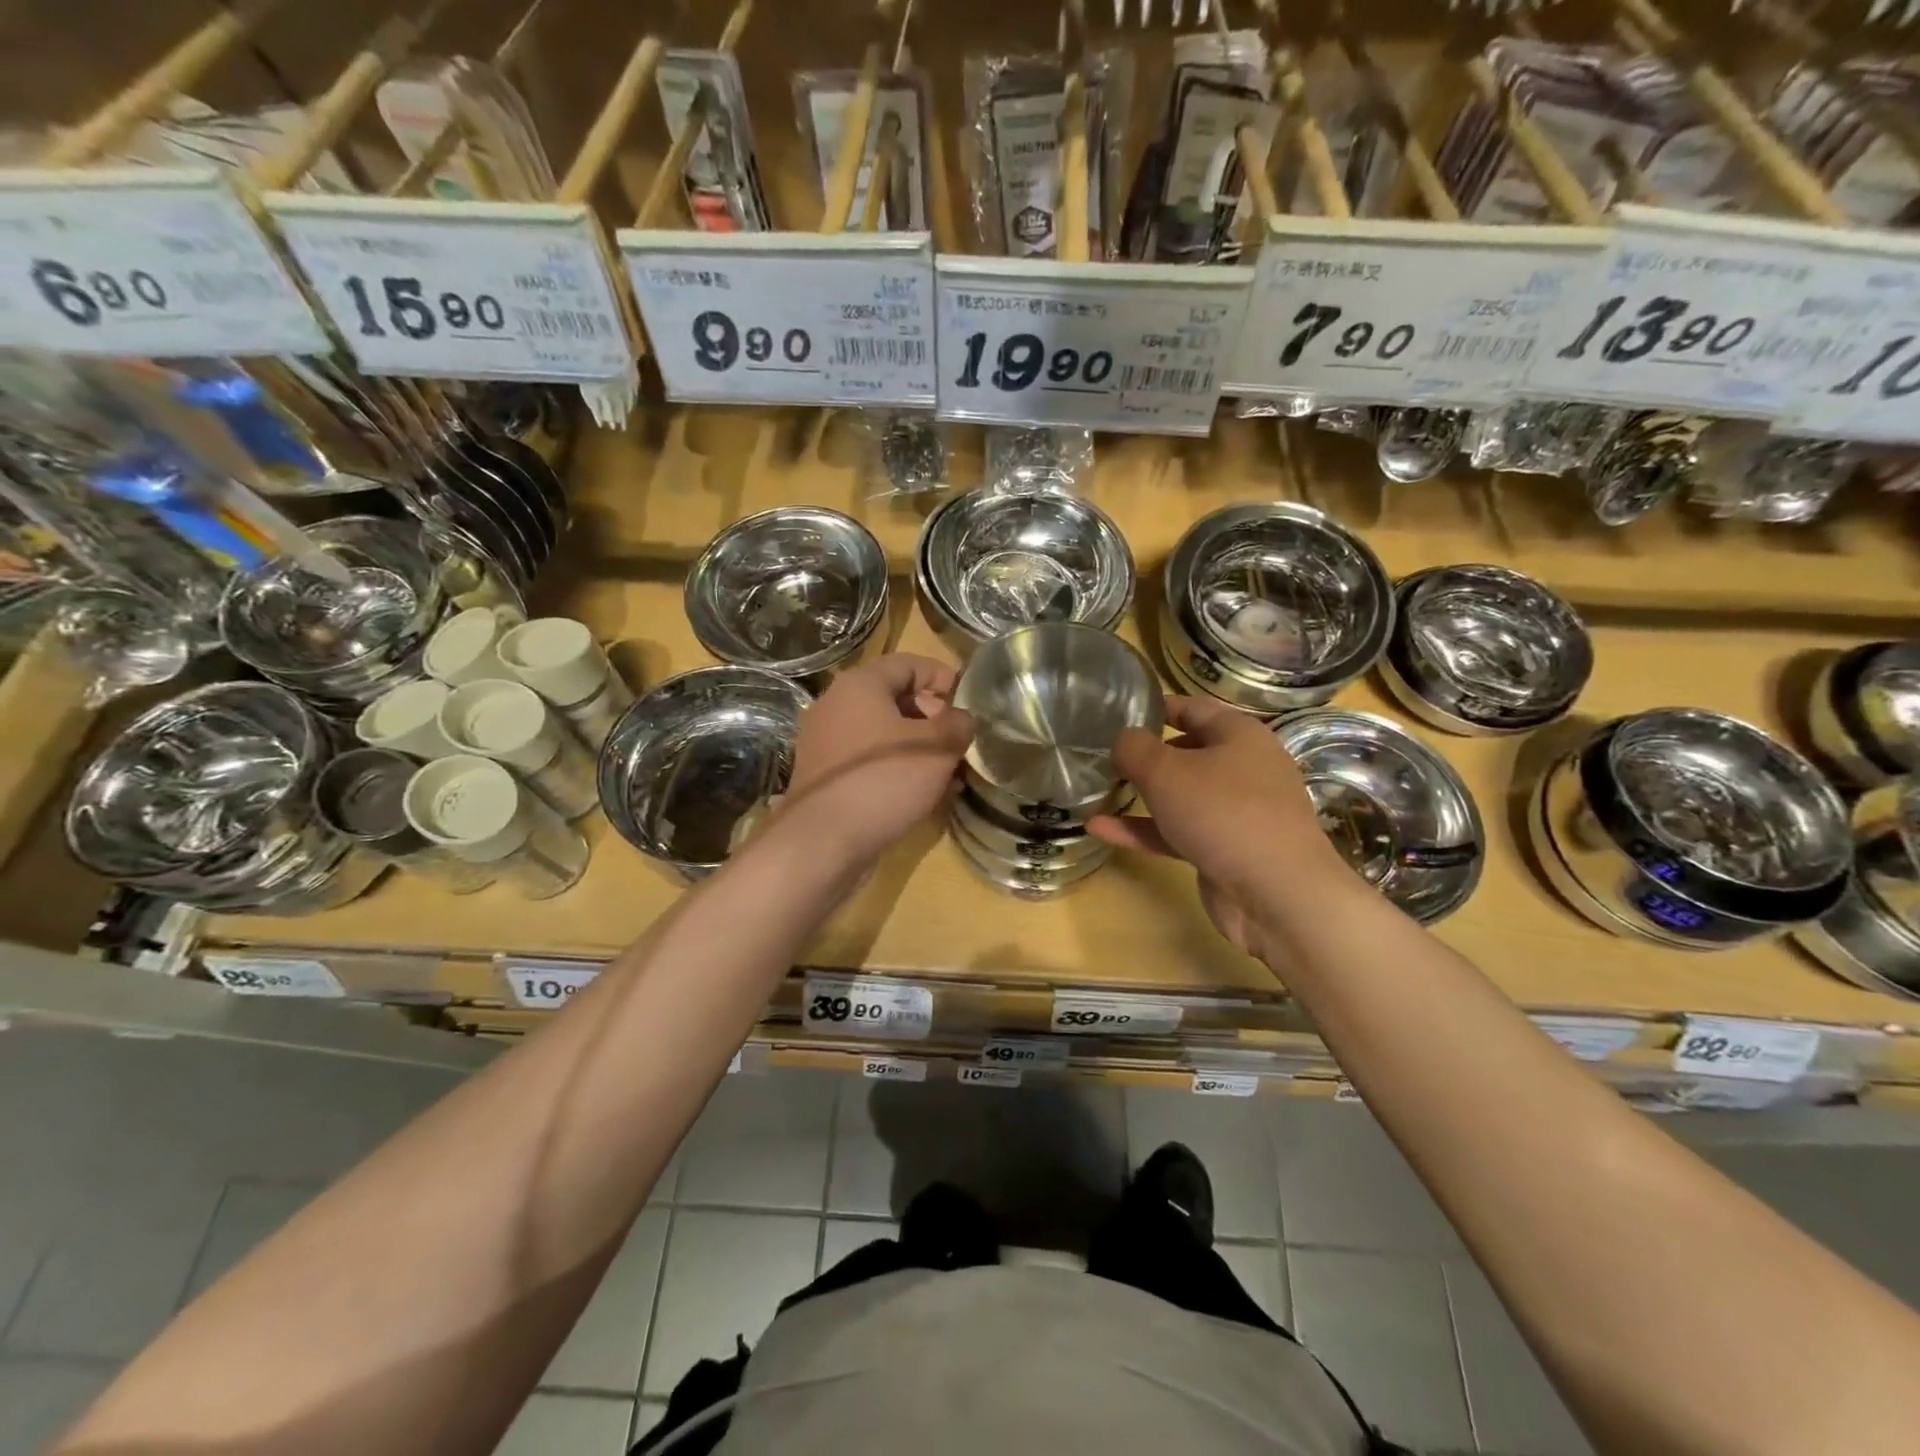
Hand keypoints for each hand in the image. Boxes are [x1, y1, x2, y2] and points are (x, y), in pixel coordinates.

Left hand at [784, 654, 973, 863]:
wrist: (824, 840)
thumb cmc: (885, 779)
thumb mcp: (937, 747)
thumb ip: (958, 725)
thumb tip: (961, 720)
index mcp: (860, 685)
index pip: (908, 663)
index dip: (942, 676)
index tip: (968, 698)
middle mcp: (836, 706)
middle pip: (895, 700)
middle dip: (934, 719)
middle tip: (961, 741)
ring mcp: (826, 744)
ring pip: (885, 736)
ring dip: (920, 750)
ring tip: (952, 774)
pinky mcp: (826, 778)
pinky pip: (870, 764)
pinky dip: (899, 771)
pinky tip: (926, 796)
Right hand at [1088, 696, 1339, 960]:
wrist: (1276, 893)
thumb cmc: (1222, 812)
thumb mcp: (1165, 770)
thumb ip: (1134, 748)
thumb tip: (1122, 740)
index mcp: (1239, 735)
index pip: (1192, 708)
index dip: (1155, 708)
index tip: (1117, 713)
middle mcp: (1243, 767)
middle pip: (1186, 752)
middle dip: (1145, 755)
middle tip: (1103, 756)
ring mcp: (1236, 812)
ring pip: (1180, 795)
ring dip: (1140, 795)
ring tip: (1097, 792)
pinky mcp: (1225, 850)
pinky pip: (1177, 831)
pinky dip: (1143, 829)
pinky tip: (1100, 829)